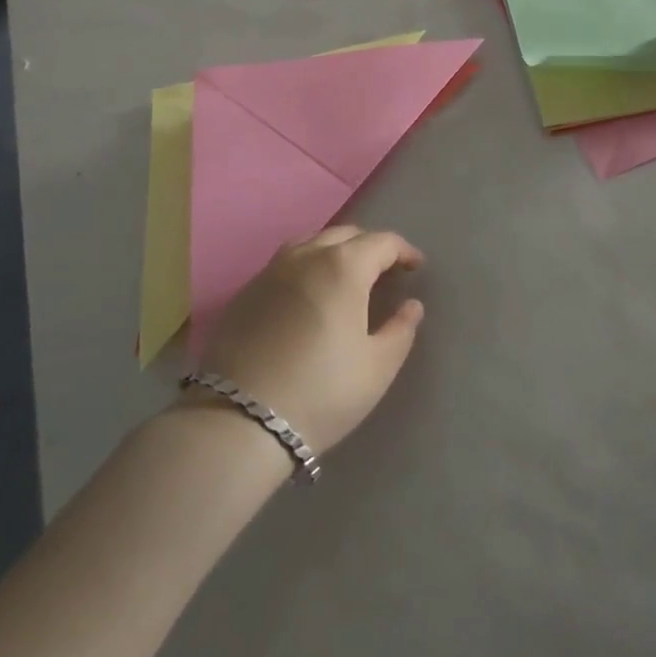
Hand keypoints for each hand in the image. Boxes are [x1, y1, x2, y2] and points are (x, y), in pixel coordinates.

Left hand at [194, 226, 425, 455]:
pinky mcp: (245, 292)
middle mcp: (305, 256)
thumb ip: (400, 330)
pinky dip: (306, 267)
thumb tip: (411, 306)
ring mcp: (270, 271)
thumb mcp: (377, 368)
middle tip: (385, 271)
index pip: (381, 242)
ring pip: (311, 243)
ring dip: (335, 251)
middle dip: (370, 247)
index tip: (416, 266)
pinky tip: (308, 294)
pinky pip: (284, 264)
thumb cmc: (321, 391)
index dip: (404, 251)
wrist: (239, 420)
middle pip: (345, 235)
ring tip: (346, 277)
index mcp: (343, 267)